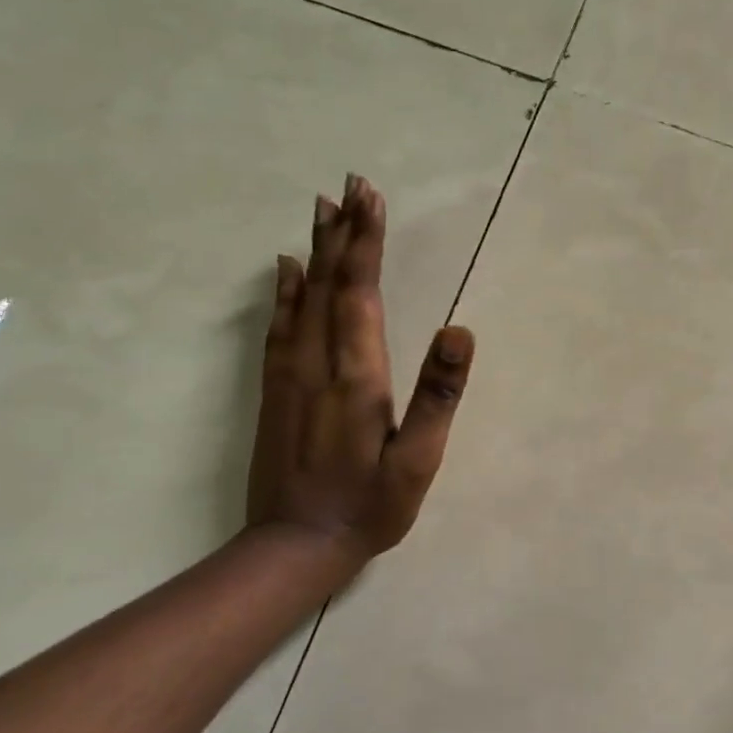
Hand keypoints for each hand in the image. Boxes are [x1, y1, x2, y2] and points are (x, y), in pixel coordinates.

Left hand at [246, 175, 474, 559]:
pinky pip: (278, 326)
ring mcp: (289, 374)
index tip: (371, 198)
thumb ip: (438, 395)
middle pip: (329, 283)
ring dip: (315, 250)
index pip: (361, 292)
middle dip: (343, 232)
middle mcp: (318, 362)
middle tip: (351, 185)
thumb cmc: (369, 506)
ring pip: (302, 297)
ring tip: (323, 209)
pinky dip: (283, 290)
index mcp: (357, 375)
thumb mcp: (418, 460)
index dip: (367, 243)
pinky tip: (285, 268)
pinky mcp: (273, 390)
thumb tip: (459, 330)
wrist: (293, 547)